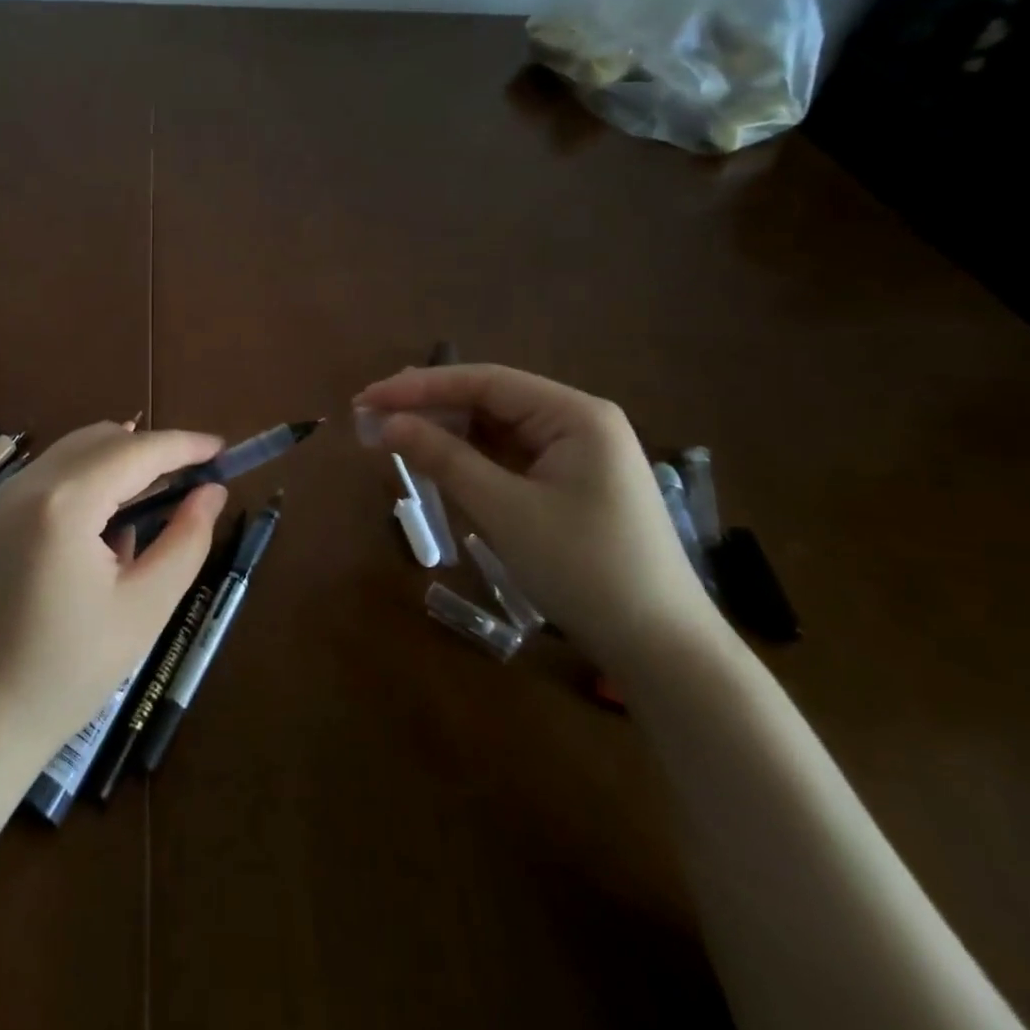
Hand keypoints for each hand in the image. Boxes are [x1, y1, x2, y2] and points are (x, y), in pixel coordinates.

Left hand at [0, 423, 227, 774]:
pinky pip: (36, 486)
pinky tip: (92, 538)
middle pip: (96, 441)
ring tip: (143, 509)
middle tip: (185, 481)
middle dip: (146, 450)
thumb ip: (186, 541)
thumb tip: (212, 492)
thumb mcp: (144, 609)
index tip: (220, 448)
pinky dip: (75, 489)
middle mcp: (20, 489)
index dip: (183, 445)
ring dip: (110, 468)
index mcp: (62, 505)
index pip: (135, 451)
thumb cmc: (67, 674)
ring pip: (64, 459)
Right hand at [355, 364, 716, 668]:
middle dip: (429, 406)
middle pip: (490, 399)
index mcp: (575, 414)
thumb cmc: (584, 570)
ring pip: (496, 428)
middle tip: (370, 416)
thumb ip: (444, 458)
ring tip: (391, 436)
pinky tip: (435, 461)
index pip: (484, 381)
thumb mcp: (505, 510)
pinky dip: (469, 458)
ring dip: (445, 432)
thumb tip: (387, 423)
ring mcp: (576, 454)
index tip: (368, 398)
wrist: (661, 648)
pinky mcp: (569, 484)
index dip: (420, 386)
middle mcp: (578, 422)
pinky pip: (508, 457)